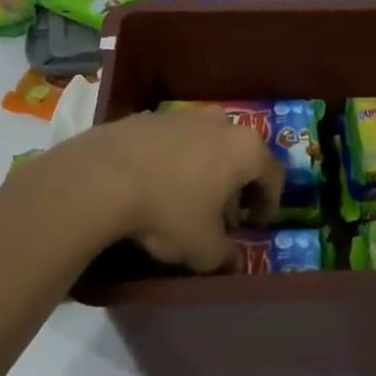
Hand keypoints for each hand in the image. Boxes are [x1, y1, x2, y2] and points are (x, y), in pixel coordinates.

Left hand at [15, 107, 284, 271]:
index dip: (269, 204)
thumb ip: (227, 256)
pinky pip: (173, 142)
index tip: (256, 225)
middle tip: (222, 216)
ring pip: (206, 144)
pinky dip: (173, 161)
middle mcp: (221, 123)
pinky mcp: (148, 116)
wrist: (102, 177)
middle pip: (239, 156)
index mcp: (246, 149)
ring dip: (204, 170)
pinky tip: (155, 185)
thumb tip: (234, 261)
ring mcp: (183, 115)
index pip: (273, 176)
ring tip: (186, 201)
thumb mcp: (204, 250)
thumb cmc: (169, 211)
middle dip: (234, 186)